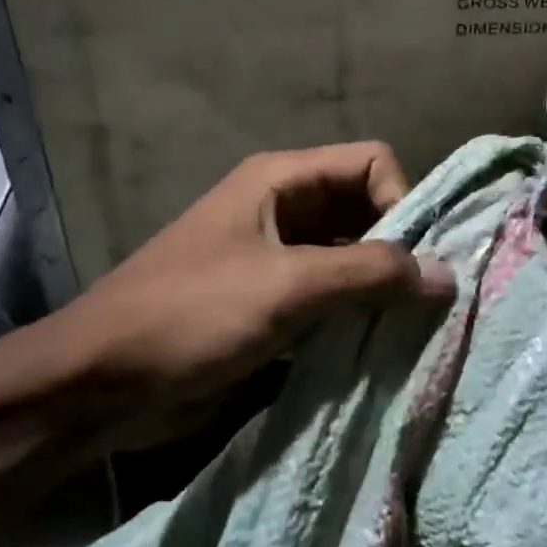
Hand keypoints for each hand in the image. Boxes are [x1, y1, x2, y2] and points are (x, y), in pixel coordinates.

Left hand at [30, 142, 455, 445]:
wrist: (98, 384)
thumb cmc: (191, 316)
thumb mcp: (286, 287)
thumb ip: (370, 275)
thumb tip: (448, 275)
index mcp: (282, 180)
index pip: (372, 163)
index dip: (401, 201)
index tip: (411, 261)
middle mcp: (285, 208)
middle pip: (367, 208)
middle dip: (399, 248)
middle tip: (428, 299)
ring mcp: (278, 256)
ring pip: (352, 255)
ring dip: (381, 286)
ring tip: (410, 326)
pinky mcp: (272, 301)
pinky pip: (331, 294)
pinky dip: (357, 313)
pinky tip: (377, 345)